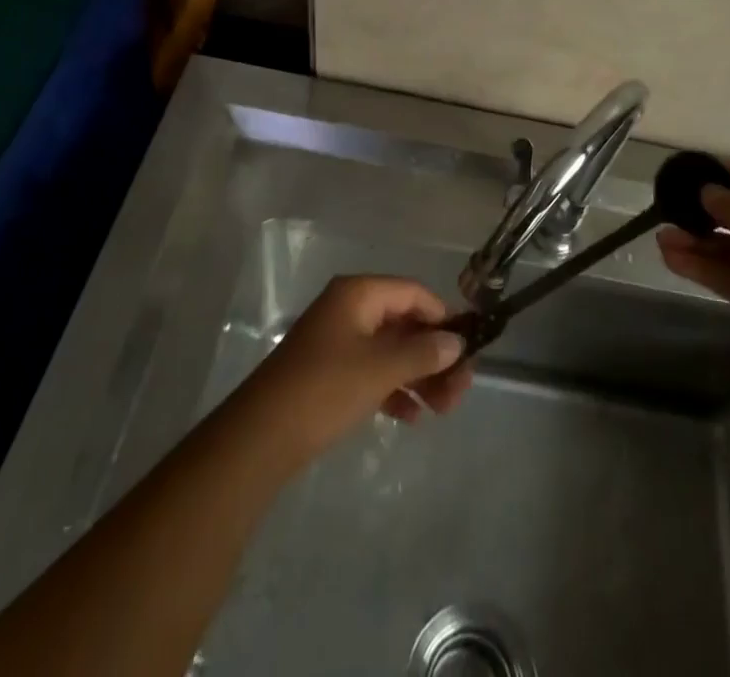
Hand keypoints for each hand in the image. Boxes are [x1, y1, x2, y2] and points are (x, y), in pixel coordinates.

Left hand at [242, 276, 473, 461]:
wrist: (260, 437)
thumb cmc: (325, 389)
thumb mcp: (380, 369)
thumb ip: (422, 352)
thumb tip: (456, 342)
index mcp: (358, 294)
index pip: (413, 293)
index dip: (443, 317)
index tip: (469, 348)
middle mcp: (349, 309)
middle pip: (404, 322)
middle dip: (434, 354)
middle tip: (460, 391)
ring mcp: (337, 341)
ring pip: (390, 350)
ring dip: (419, 375)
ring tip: (443, 410)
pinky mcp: (329, 372)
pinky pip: (372, 370)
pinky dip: (394, 388)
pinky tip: (411, 417)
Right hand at [657, 160, 729, 433]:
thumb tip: (708, 189)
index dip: (723, 173)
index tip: (686, 170)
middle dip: (704, 211)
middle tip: (666, 205)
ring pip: (729, 247)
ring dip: (697, 241)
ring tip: (660, 236)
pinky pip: (727, 274)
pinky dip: (701, 266)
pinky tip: (670, 258)